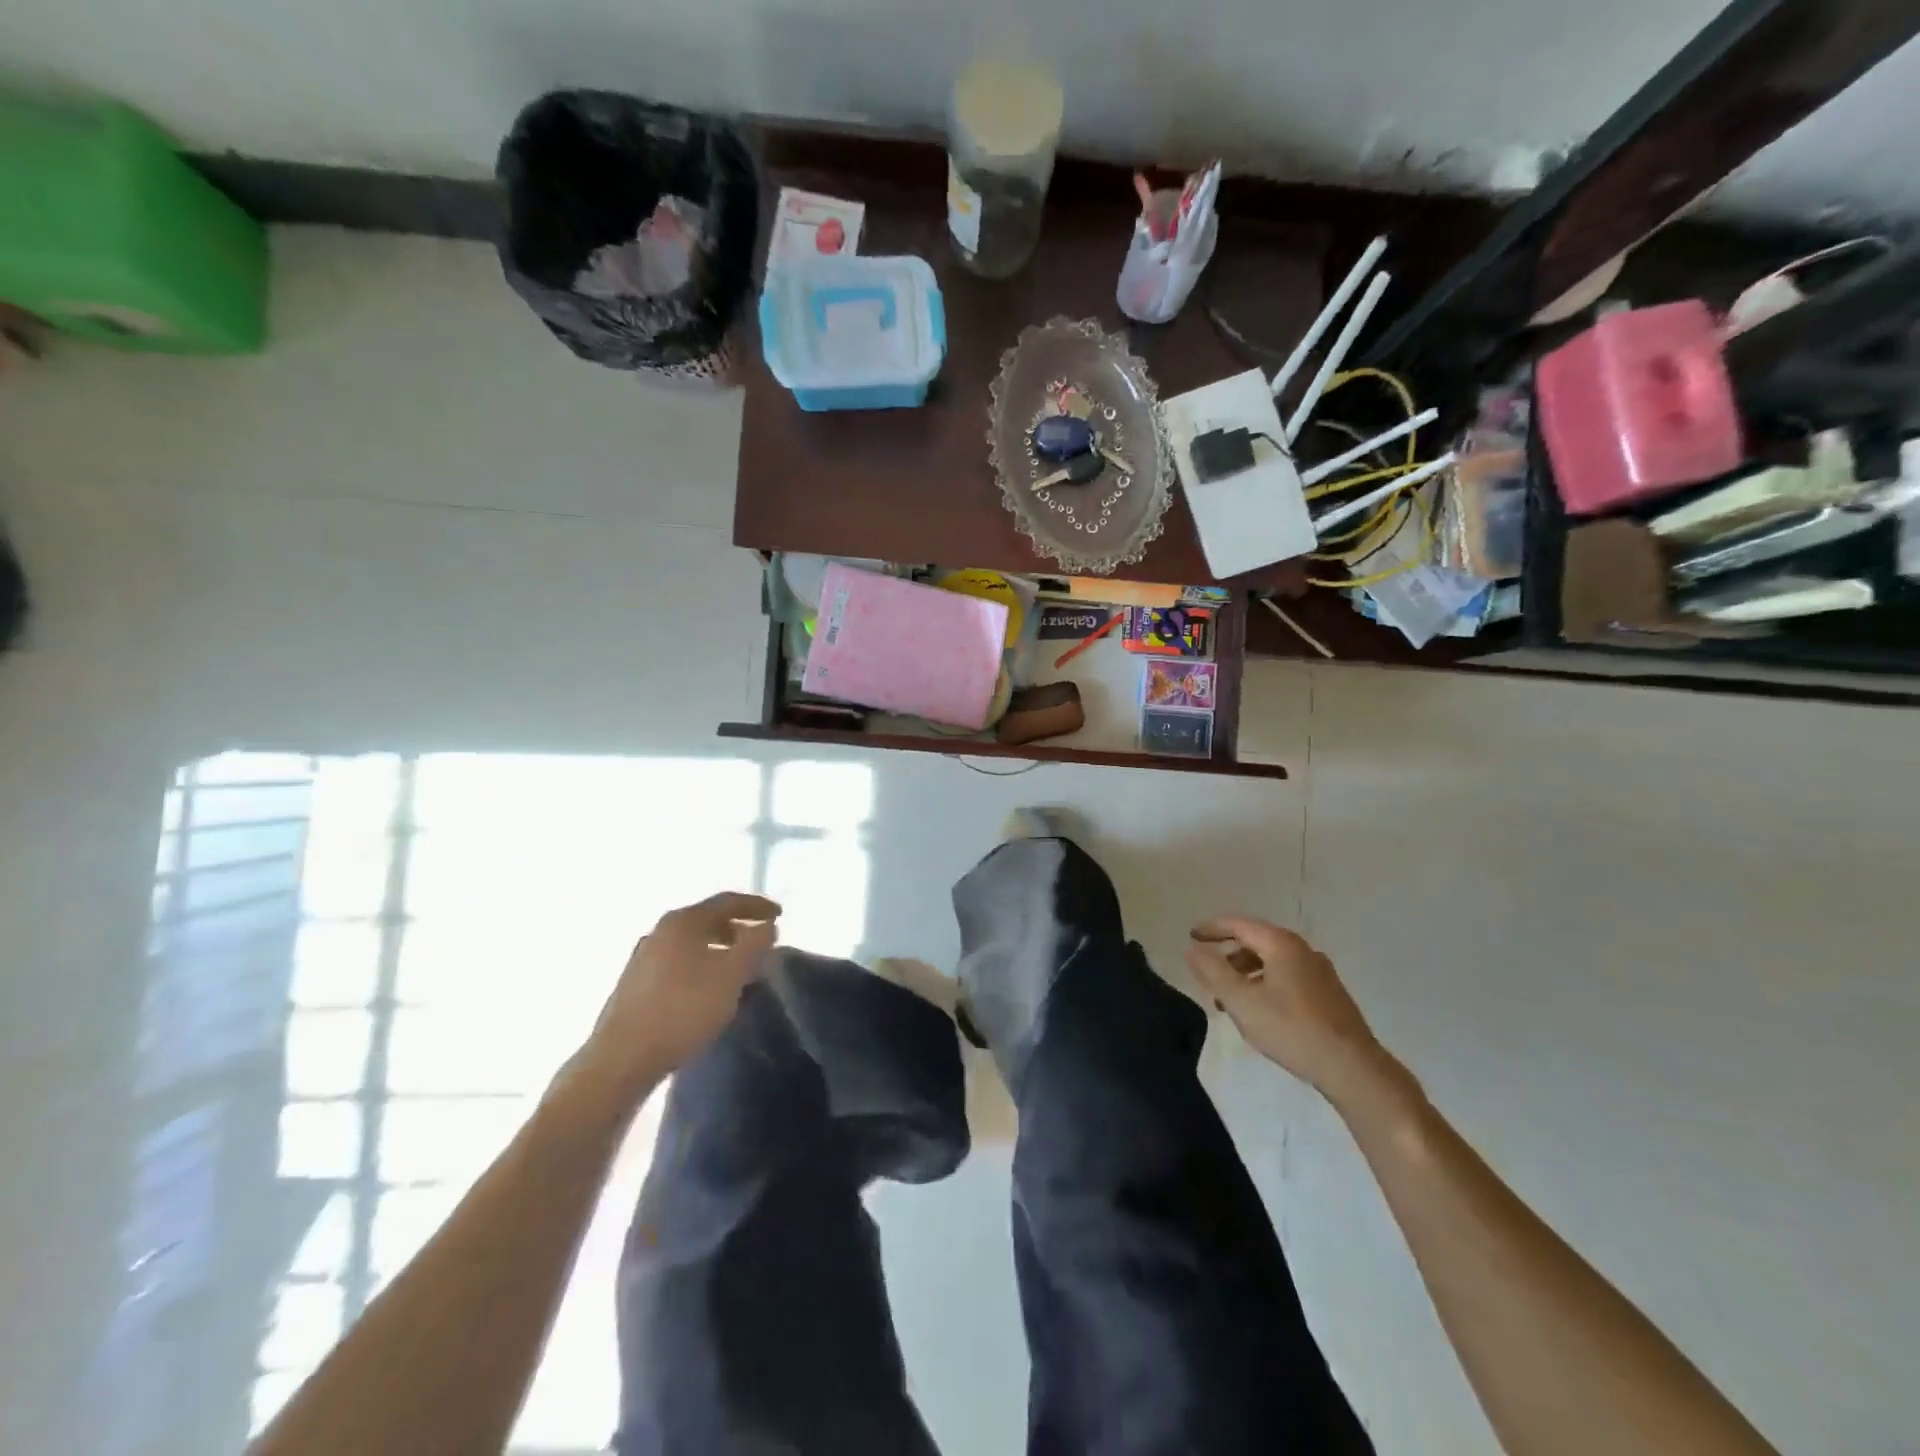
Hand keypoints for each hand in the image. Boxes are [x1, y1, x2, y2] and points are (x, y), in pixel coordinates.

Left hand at [579, 892, 780, 1092]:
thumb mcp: (731, 975)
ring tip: (740, 969)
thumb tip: (767, 926)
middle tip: (761, 942)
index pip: (727, 901)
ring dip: (720, 950)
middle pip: (707, 920)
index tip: (779, 914)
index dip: (757, 905)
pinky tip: (710, 990)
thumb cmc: (683, 1009)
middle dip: (738, 928)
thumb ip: (755, 945)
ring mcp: (644, 958)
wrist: (622, 1059)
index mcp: (683, 921)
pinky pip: (679, 963)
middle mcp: (660, 932)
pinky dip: (702, 966)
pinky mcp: (635, 985)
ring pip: (692, 943)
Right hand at [1186, 916, 1389, 1103]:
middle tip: (1208, 973)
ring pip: (1273, 962)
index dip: (1212, 928)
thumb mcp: (1241, 1001)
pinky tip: (1259, 1011)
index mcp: (1282, 944)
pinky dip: (1265, 984)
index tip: (1191, 936)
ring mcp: (1320, 972)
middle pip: (1257, 942)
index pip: (1239, 925)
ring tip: (1229, 999)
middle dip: (1228, 955)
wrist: (1352, 1067)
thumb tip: (1192, 950)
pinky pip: (1287, 977)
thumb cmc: (1291, 1029)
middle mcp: (1303, 950)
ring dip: (1246, 974)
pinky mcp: (1329, 995)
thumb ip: (1213, 972)